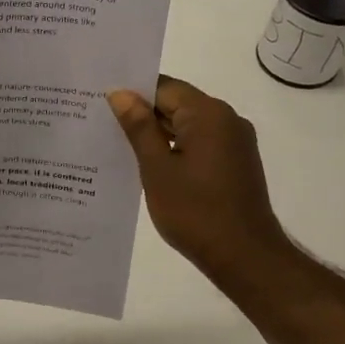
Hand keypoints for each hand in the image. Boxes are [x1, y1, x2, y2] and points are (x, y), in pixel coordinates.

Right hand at [107, 76, 287, 288]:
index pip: (164, 87)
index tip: (101, 103)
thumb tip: (120, 94)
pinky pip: (199, 143)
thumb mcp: (157, 168)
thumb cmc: (195, 211)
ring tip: (119, 145)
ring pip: (188, 125)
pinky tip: (150, 164)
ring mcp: (235, 142)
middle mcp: (227, 119)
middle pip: (177, 104)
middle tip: (102, 122)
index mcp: (208, 114)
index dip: (132, 93)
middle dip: (142, 113)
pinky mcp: (235, 162)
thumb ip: (138, 128)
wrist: (244, 256)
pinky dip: (175, 148)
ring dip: (158, 134)